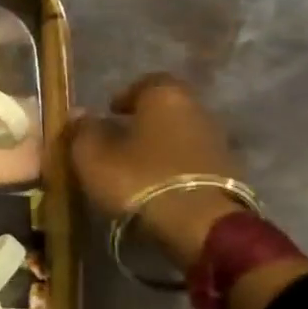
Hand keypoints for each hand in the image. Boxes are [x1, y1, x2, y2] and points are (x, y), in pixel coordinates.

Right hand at [66, 73, 242, 270]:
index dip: (125, 96)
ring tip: (135, 167)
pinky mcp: (228, 174)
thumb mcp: (93, 156)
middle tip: (118, 139)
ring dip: (160, 146)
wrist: (201, 226)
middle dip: (143, 121)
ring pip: (180, 135)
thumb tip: (79, 113)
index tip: (109, 112)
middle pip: (166, 109)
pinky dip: (174, 167)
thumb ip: (83, 130)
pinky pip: (192, 161)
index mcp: (165, 96)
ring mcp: (217, 142)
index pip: (145, 82)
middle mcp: (197, 110)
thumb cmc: (140, 178)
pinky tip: (157, 184)